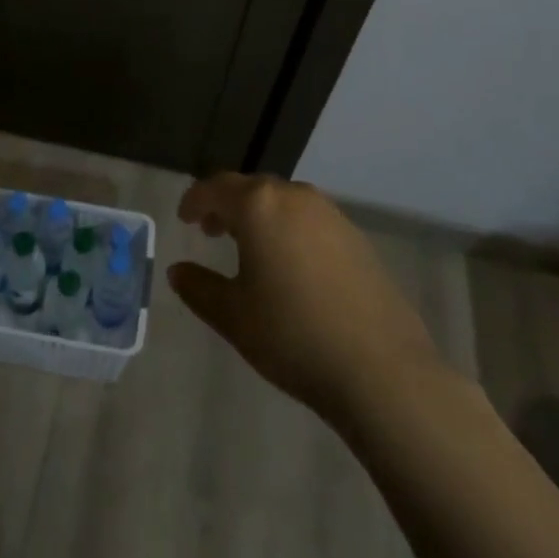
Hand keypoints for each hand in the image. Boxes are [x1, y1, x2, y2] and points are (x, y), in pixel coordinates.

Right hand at [169, 174, 444, 421]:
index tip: (184, 217)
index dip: (195, 200)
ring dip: (260, 216)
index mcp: (259, 206)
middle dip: (227, 205)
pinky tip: (291, 266)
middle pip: (251, 188)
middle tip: (212, 231)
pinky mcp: (356, 237)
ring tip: (250, 248)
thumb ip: (199, 288)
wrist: (381, 369)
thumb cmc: (293, 336)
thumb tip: (177, 271)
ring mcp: (331, 214)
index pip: (215, 188)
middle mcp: (295, 197)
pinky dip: (289, 229)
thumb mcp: (234, 316)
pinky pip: (310, 220)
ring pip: (283, 202)